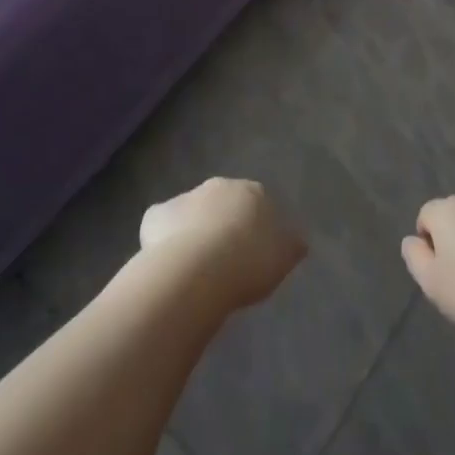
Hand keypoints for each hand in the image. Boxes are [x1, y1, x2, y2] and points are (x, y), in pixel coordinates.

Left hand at [139, 178, 306, 312]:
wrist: (199, 268)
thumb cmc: (249, 261)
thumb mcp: (284, 257)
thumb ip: (291, 244)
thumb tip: (298, 239)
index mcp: (252, 192)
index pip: (257, 202)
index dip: (254, 225)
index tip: (252, 251)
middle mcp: (218, 186)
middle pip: (222, 202)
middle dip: (222, 222)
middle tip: (224, 257)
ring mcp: (185, 197)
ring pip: (191, 212)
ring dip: (193, 230)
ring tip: (195, 267)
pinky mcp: (156, 215)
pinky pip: (161, 225)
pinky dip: (163, 238)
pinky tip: (167, 263)